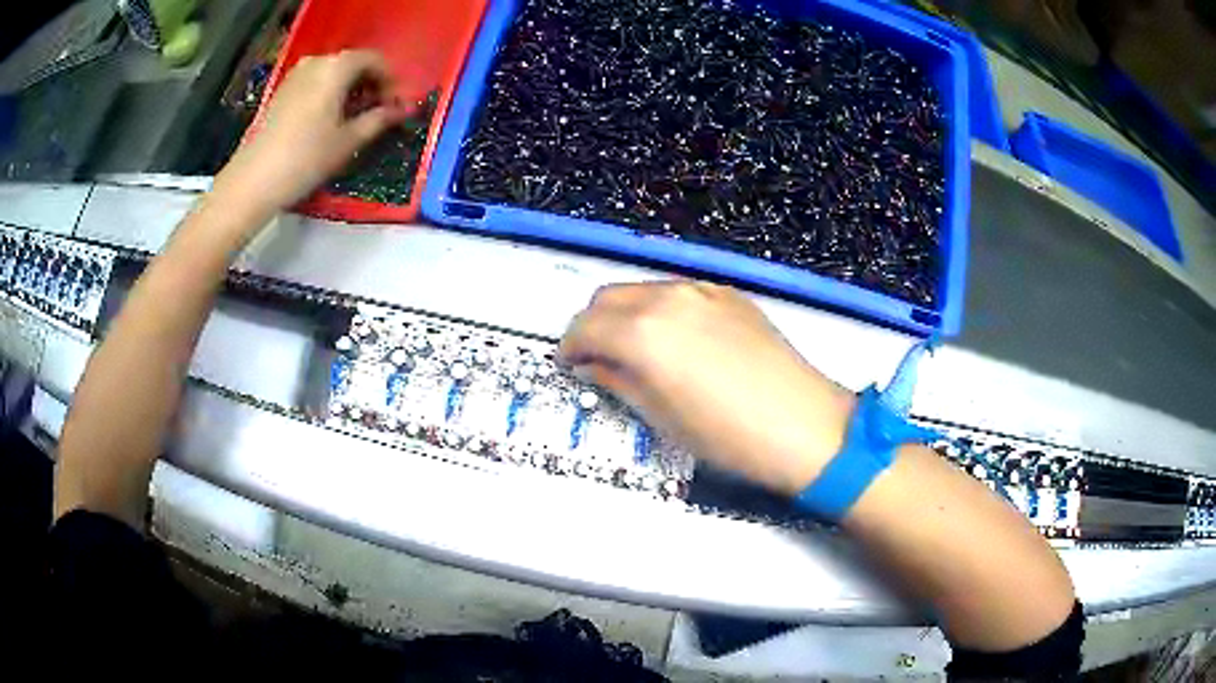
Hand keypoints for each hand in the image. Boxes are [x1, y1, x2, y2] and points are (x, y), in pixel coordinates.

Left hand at [214, 50, 407, 217]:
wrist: (253, 181)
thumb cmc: (305, 158)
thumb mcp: (348, 141)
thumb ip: (379, 119)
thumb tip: (402, 109)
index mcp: (337, 67)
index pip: (375, 60)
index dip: (391, 80)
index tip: (398, 105)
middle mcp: (317, 62)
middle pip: (353, 64)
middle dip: (371, 84)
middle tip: (381, 112)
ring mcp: (296, 75)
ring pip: (333, 74)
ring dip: (350, 90)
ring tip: (357, 118)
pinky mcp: (282, 92)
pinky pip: (316, 83)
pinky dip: (330, 95)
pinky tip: (331, 120)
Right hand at [559, 281, 855, 493]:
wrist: (803, 424)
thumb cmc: (727, 436)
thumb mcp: (661, 417)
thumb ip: (617, 381)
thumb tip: (592, 365)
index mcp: (642, 332)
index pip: (583, 327)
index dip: (569, 347)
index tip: (571, 366)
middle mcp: (666, 298)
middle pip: (607, 297)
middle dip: (593, 326)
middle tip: (599, 359)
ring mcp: (701, 290)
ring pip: (642, 290)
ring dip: (626, 315)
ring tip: (639, 351)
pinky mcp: (728, 294)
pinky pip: (678, 292)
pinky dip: (662, 310)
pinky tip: (680, 342)